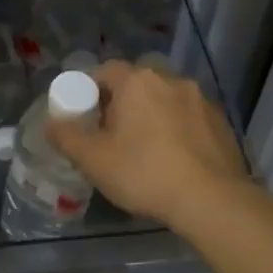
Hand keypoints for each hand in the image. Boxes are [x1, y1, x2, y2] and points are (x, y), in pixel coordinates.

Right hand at [46, 60, 252, 227]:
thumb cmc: (144, 173)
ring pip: (165, 101)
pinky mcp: (221, 123)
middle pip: (136, 84)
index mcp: (137, 81)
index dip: (91, 91)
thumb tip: (51, 123)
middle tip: (113, 136)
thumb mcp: (93, 159)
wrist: (212, 201)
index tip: (87, 117)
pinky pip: (189, 119)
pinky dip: (178, 131)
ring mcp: (201, 100)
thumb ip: (66, 137)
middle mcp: (170, 80)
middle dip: (123, 104)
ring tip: (146, 151)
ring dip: (153, 116)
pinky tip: (175, 161)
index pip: (105, 71)